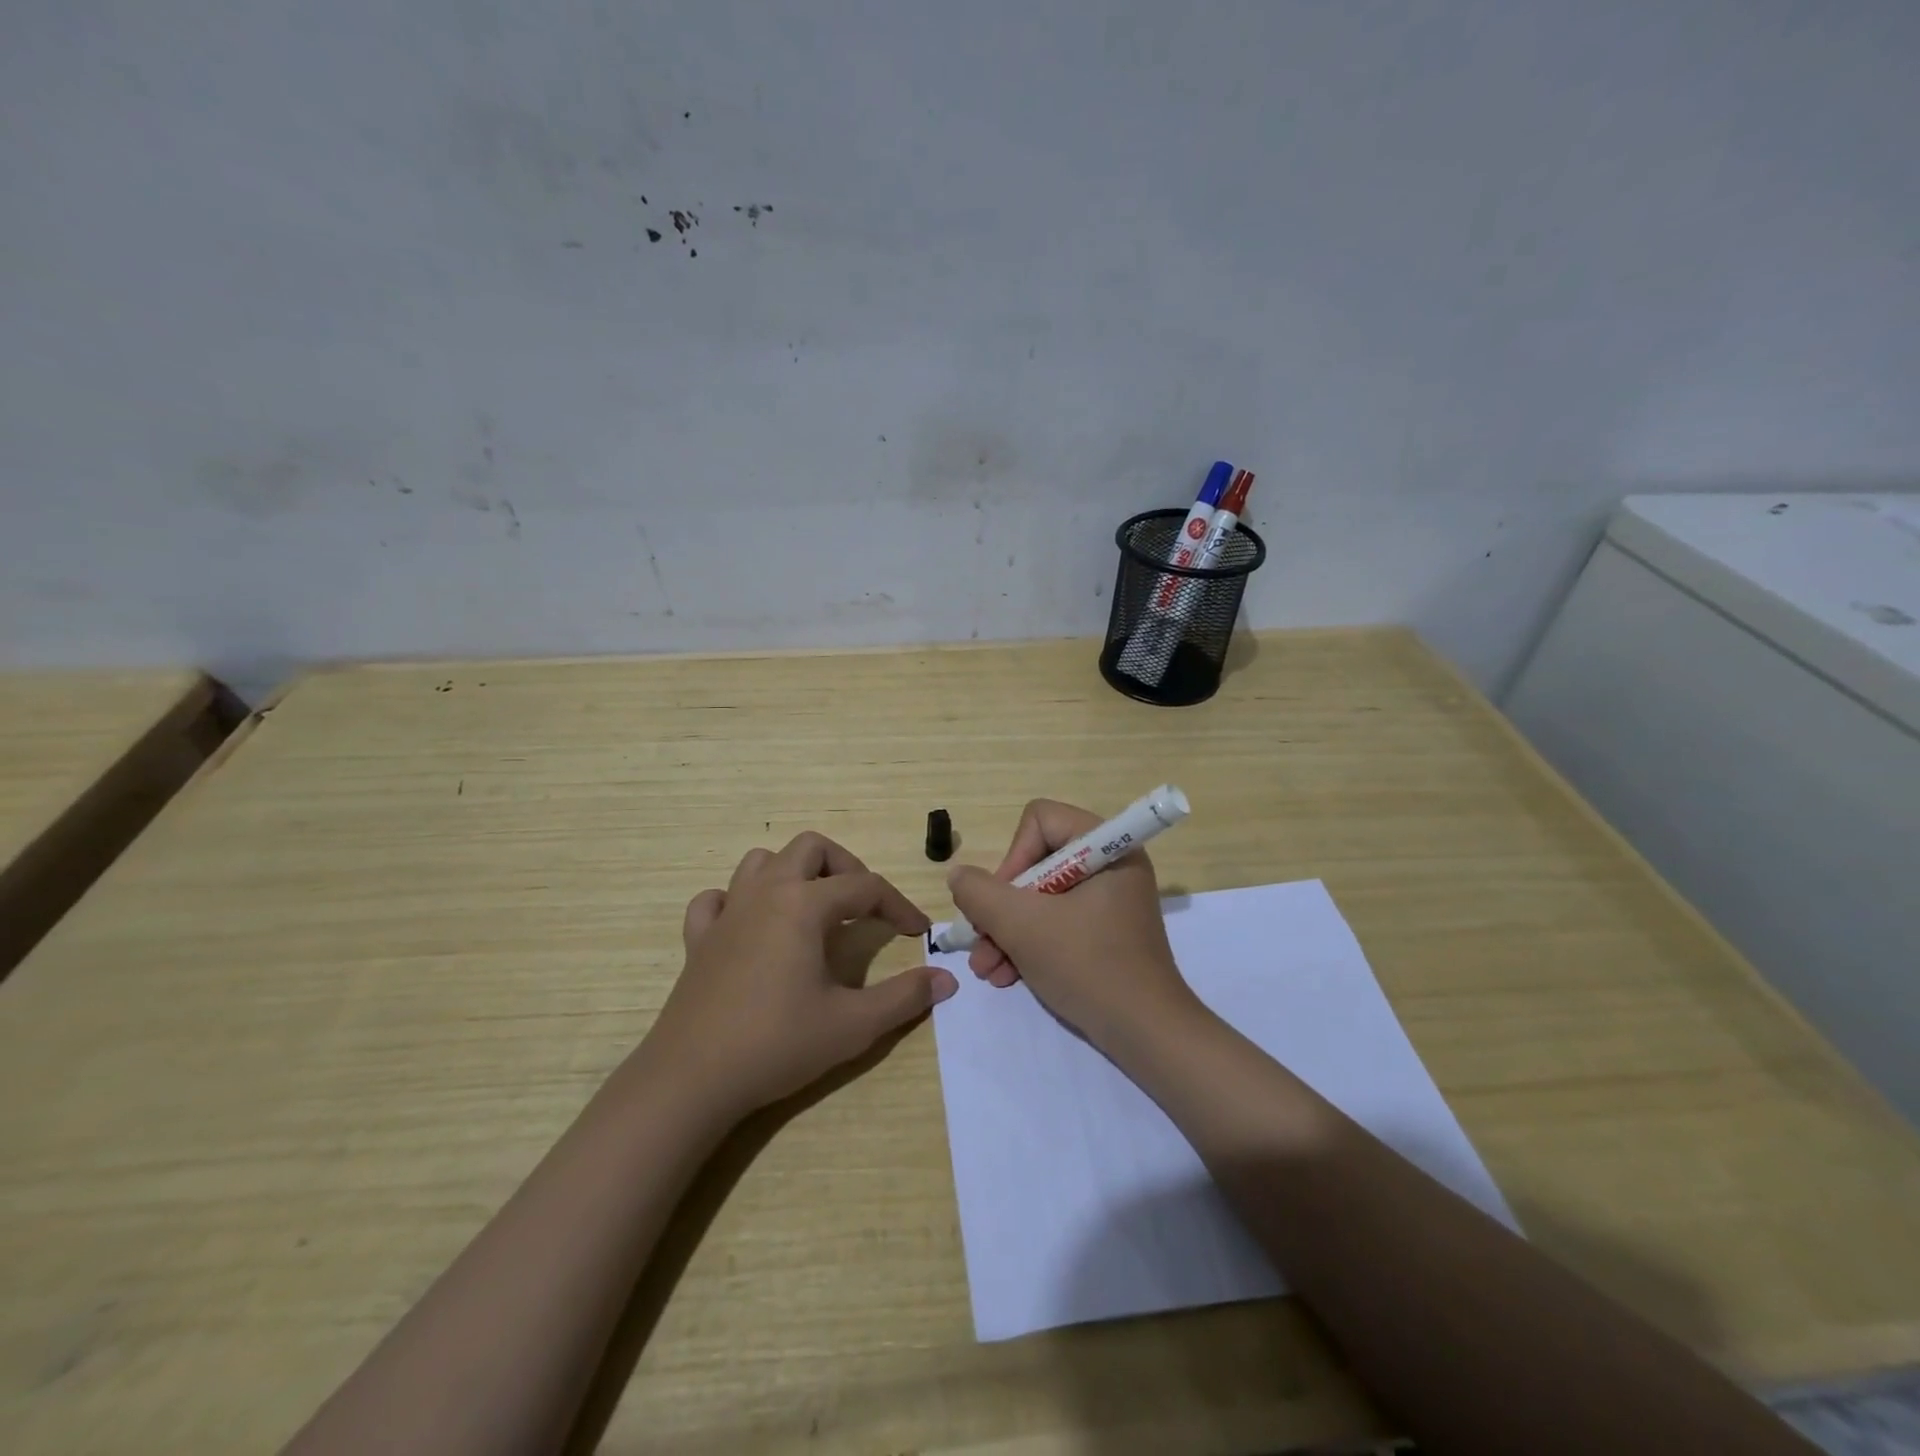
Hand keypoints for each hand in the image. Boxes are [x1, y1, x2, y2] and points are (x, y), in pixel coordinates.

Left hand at [647, 832, 956, 1121]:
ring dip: (793, 872)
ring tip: (813, 907)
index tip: (918, 933)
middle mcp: (765, 893)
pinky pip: (716, 899)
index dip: (898, 905)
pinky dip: (738, 901)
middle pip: (811, 848)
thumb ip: (904, 998)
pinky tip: (751, 927)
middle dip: (846, 867)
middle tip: (863, 906)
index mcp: (804, 904)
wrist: (692, 1079)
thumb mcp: (853, 1025)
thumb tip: (946, 979)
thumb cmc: (777, 1044)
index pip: (865, 886)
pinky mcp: (698, 939)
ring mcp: (727, 912)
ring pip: (761, 861)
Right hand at [946, 799, 1202, 1049]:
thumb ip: (980, 893)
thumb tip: (959, 875)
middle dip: (1002, 907)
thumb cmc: (1087, 966)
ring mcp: (1109, 900)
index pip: (1041, 821)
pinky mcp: (1105, 932)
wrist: (1146, 1035)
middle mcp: (1110, 865)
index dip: (1013, 857)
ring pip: (1041, 897)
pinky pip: (1057, 922)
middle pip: (1036, 862)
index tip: (1003, 902)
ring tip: (987, 969)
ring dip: (1007, 931)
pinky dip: (1029, 944)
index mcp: (1107, 847)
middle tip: (981, 940)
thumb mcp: (1022, 926)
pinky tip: (1006, 976)